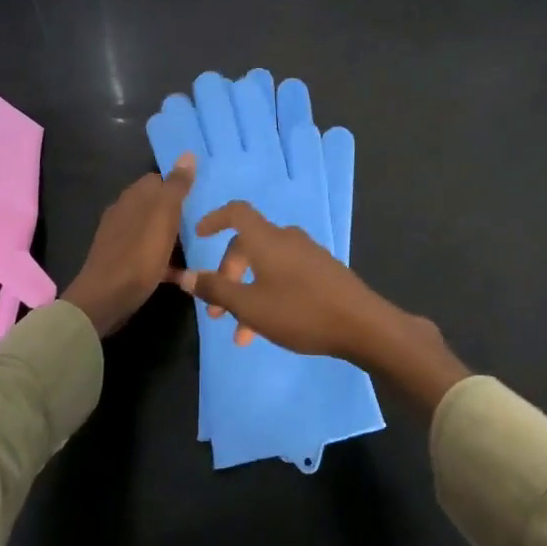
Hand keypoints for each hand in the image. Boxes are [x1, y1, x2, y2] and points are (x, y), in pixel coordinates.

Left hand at [61, 155, 194, 336]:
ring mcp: (119, 238)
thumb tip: (187, 154)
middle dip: (177, 211)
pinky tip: (180, 273)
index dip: (179, 185)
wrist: (106, 297)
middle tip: (204, 222)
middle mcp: (123, 212)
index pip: (158, 179)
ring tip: (196, 246)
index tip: (200, 196)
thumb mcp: (164, 215)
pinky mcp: (121, 262)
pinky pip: (147, 254)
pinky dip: (163, 260)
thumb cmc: (139, 253)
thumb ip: (176, 186)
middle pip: (155, 204)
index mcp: (133, 197)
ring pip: (152, 229)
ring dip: (171, 236)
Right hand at [173, 200, 469, 412]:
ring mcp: (308, 254)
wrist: (362, 325)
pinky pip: (285, 275)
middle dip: (228, 276)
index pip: (236, 212)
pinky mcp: (323, 271)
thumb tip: (184, 275)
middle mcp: (287, 239)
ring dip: (248, 293)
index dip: (214, 219)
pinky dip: (269, 294)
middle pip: (248, 245)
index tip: (198, 237)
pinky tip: (269, 326)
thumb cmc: (300, 311)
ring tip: (242, 334)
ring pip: (266, 266)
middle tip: (217, 312)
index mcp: (267, 239)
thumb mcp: (250, 306)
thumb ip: (215, 290)